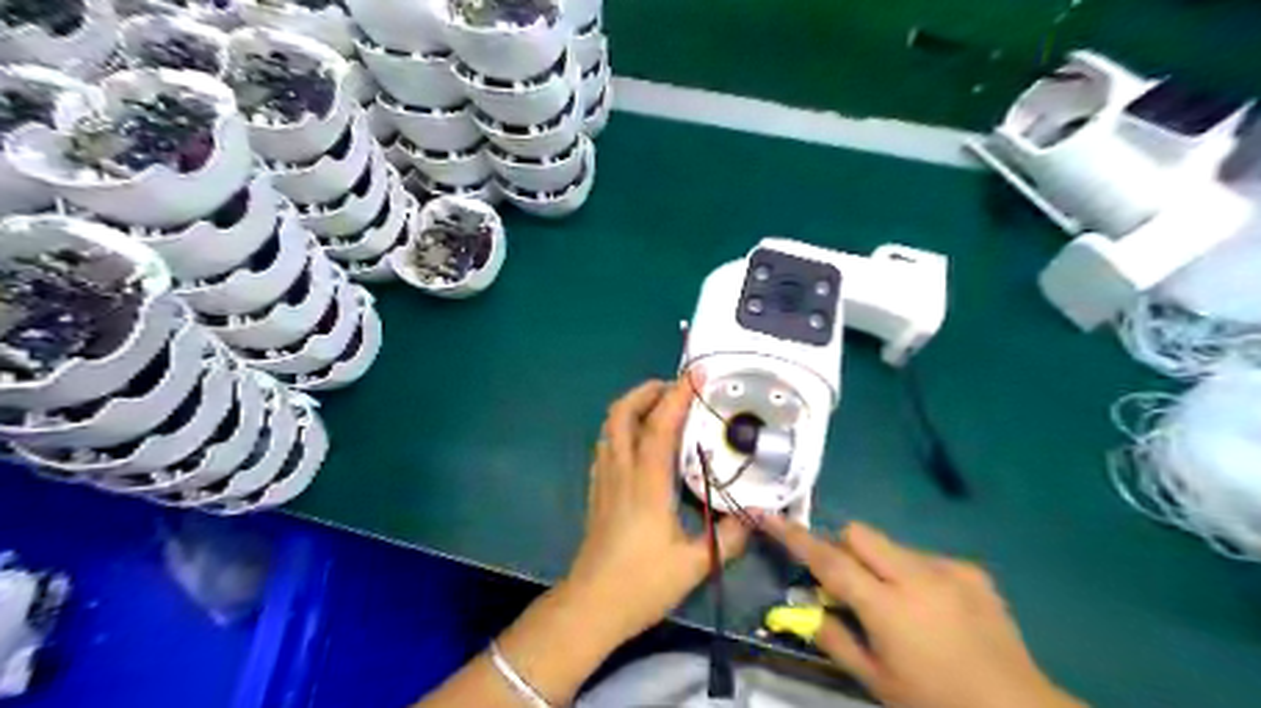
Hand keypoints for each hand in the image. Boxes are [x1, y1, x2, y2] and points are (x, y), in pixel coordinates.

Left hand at [563, 378, 751, 644]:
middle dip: (646, 391)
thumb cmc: (641, 584)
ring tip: (660, 407)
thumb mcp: (693, 565)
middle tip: (674, 389)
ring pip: (609, 426)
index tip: (694, 375)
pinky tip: (640, 441)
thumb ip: (727, 538)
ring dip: (632, 406)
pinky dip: (622, 426)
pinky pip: (606, 443)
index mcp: (646, 483)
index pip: (659, 426)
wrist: (591, 606)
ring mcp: (604, 478)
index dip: (677, 396)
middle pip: (622, 413)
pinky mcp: (596, 489)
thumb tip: (753, 517)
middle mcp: (621, 471)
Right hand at [753, 514, 1090, 707]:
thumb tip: (803, 606)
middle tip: (845, 582)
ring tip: (896, 604)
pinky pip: (923, 557)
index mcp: (887, 607)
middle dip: (841, 547)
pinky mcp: (970, 570)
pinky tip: (931, 610)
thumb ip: (834, 638)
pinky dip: (911, 574)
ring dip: (878, 564)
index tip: (767, 515)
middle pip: (859, 533)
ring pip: (890, 545)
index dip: (793, 536)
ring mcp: (947, 568)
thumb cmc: (937, 704)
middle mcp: (915, 576)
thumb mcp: (877, 682)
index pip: (828, 560)